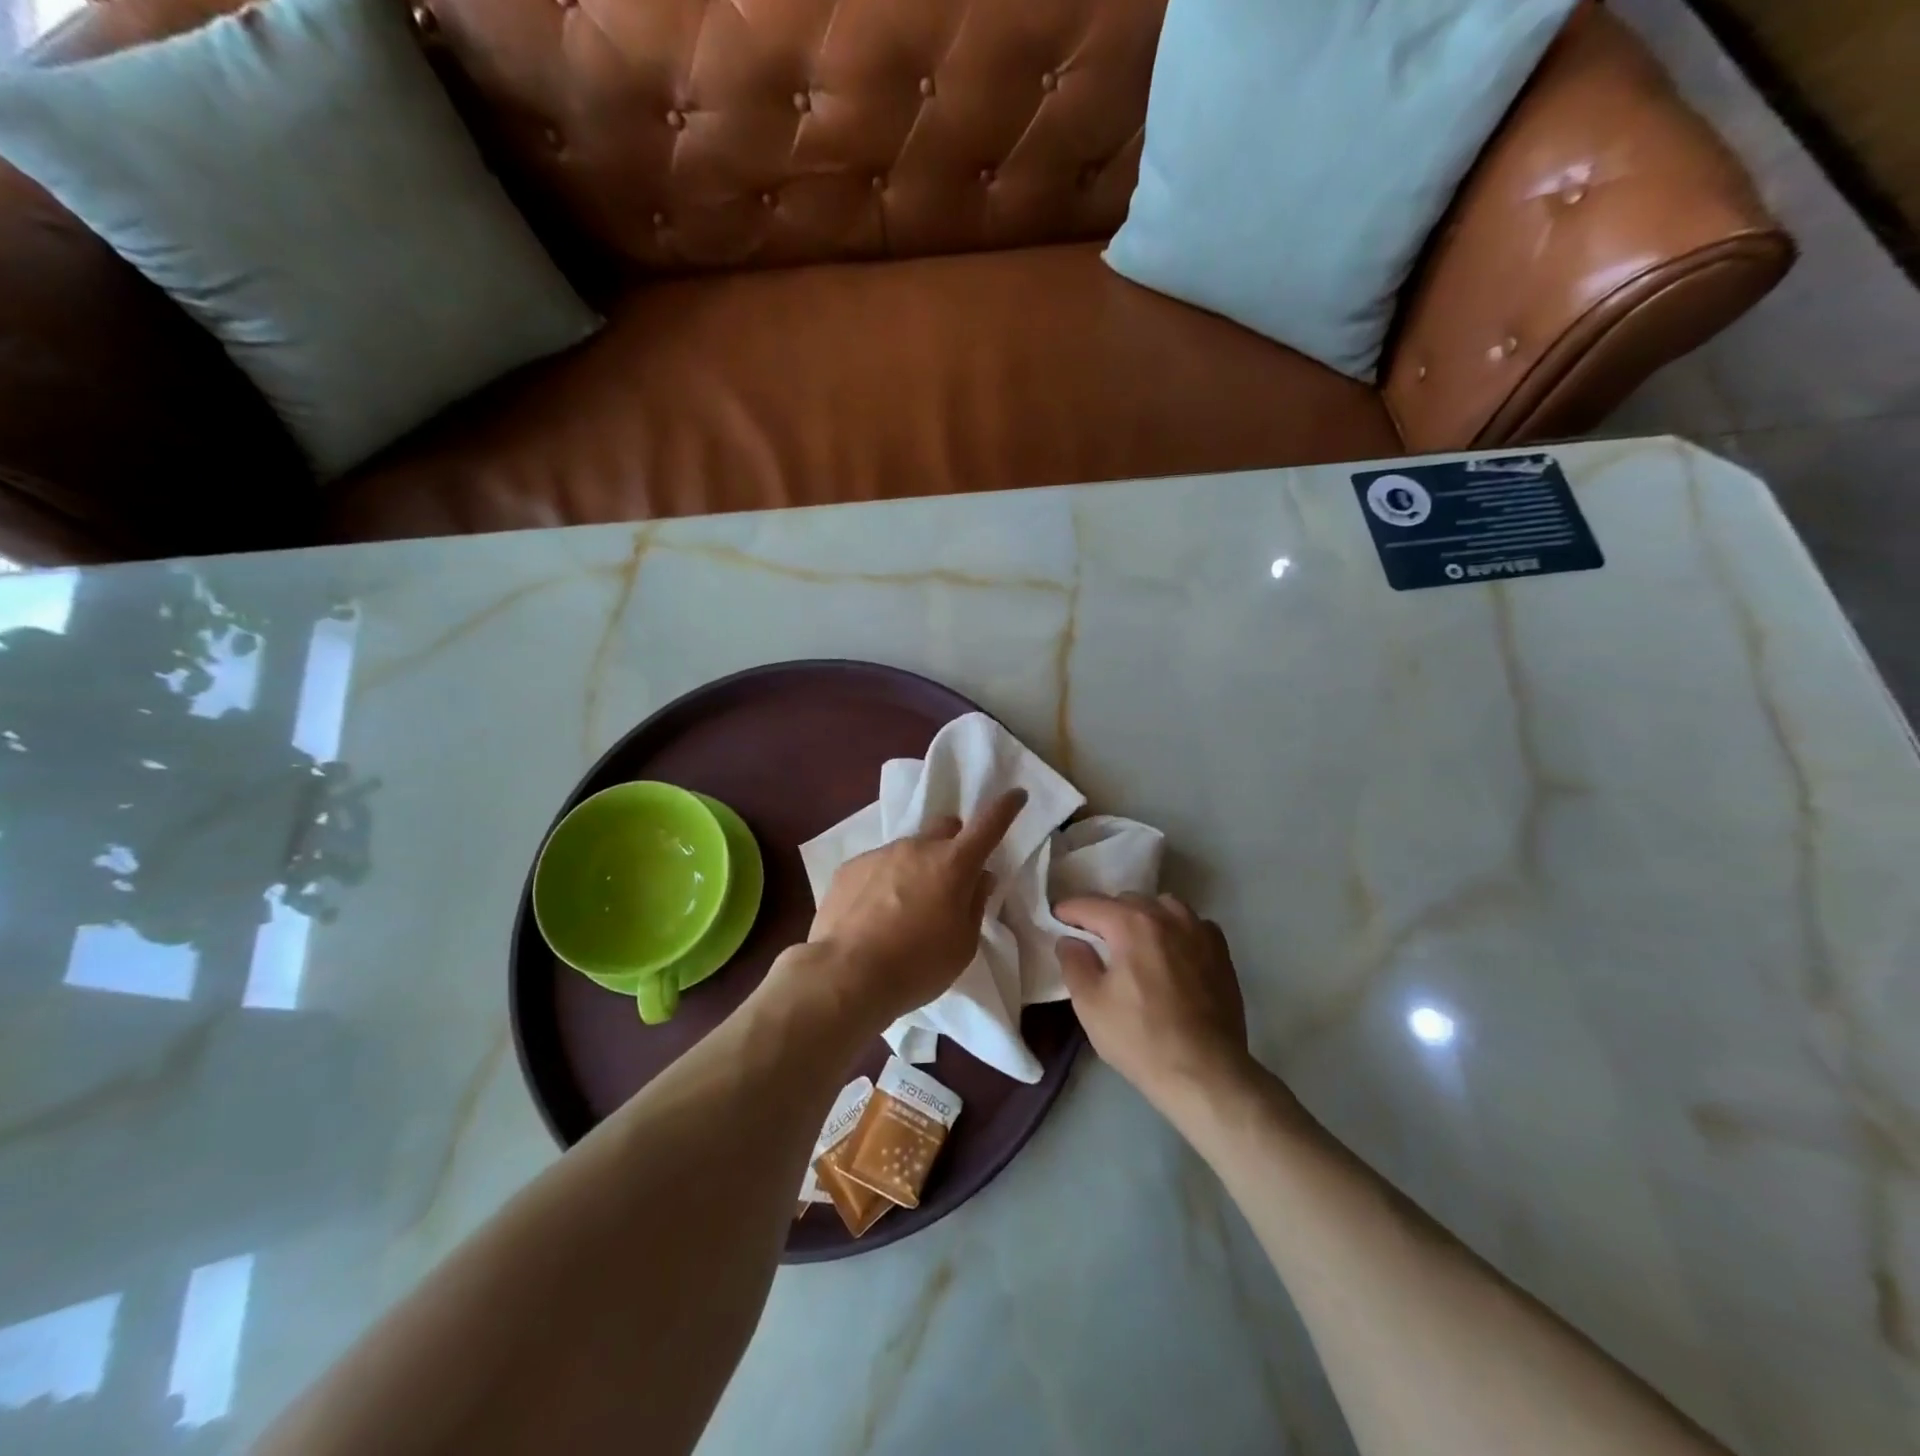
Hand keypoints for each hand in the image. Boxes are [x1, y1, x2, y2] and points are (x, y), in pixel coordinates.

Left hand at [785, 789, 1027, 1031]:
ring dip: (915, 868)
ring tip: (903, 909)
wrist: (845, 975)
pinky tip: (873, 916)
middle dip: (954, 841)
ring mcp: (880, 854)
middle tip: (950, 875)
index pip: (988, 825)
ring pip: (908, 849)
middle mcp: (917, 848)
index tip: (1016, 795)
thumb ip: (975, 904)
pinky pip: (876, 866)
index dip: (1005, 808)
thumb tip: (980, 878)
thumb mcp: (962, 945)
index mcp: (953, 865)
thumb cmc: (917, 966)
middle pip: (945, 826)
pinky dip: (883, 883)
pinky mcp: (849, 868)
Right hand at [1054, 893, 1251, 1111]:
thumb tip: (1070, 940)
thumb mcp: (1090, 1005)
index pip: (1091, 904)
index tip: (1057, 919)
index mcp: (1132, 924)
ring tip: (1134, 941)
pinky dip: (1175, 929)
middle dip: (1106, 914)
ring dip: (1142, 916)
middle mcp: (1167, 916)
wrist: (1206, 1073)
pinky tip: (1170, 952)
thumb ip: (1074, 963)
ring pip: (1162, 906)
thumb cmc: (1141, 1039)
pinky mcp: (1221, 951)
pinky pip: (1191, 924)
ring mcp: (1199, 931)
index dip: (1068, 910)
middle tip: (1093, 938)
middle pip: (1127, 901)